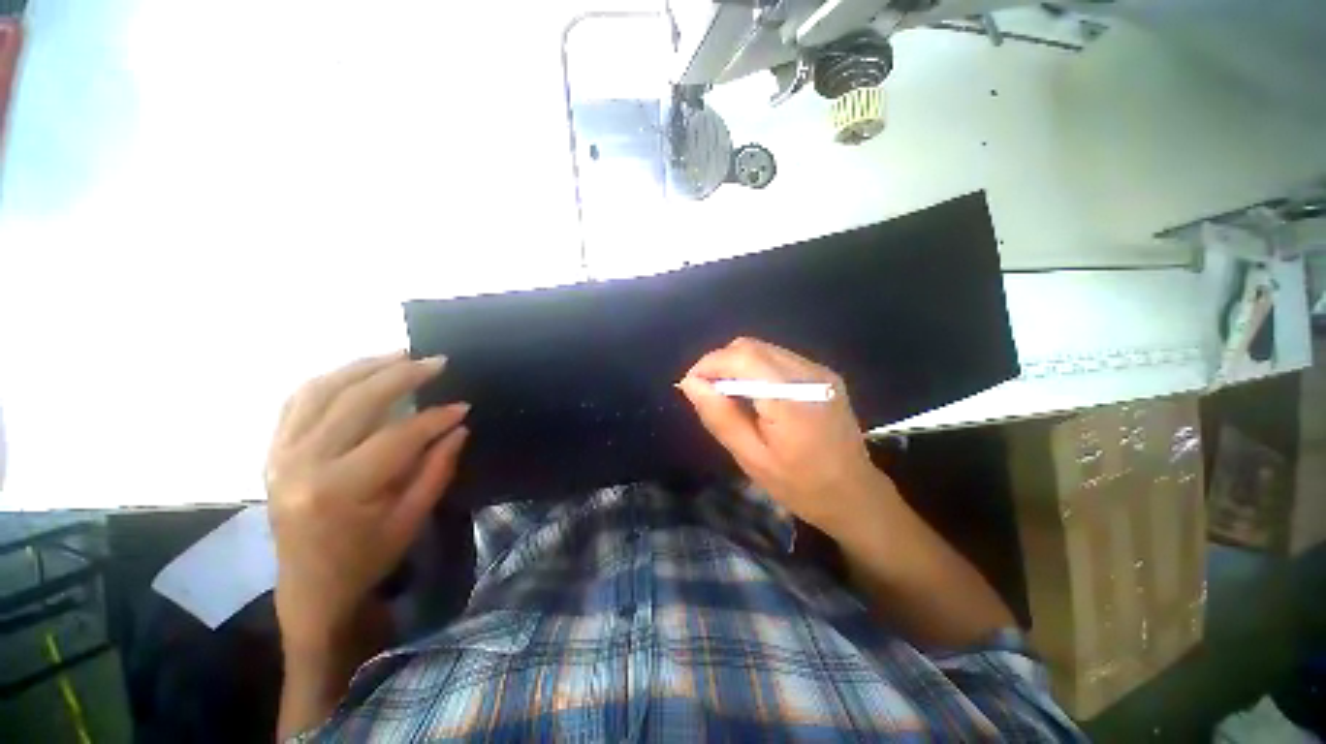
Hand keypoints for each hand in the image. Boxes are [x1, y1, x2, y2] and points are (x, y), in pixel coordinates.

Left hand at [265, 352, 469, 651]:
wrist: (308, 589)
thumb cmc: (366, 559)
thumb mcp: (411, 519)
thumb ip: (436, 468)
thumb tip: (458, 427)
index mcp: (340, 491)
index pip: (396, 437)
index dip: (435, 418)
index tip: (463, 406)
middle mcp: (302, 465)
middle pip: (356, 402)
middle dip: (402, 376)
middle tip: (436, 362)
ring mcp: (280, 455)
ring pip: (321, 391)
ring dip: (364, 367)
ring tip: (401, 355)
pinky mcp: (273, 452)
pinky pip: (298, 401)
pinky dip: (331, 380)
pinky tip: (358, 372)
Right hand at [677, 338, 893, 532]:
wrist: (854, 495)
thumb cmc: (800, 485)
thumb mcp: (751, 458)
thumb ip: (720, 416)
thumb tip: (690, 383)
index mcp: (791, 399)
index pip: (741, 357)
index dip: (709, 363)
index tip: (691, 385)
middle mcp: (808, 374)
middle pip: (750, 347)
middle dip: (720, 363)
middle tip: (708, 393)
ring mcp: (819, 371)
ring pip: (763, 349)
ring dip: (737, 365)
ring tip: (728, 395)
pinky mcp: (823, 374)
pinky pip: (778, 358)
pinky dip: (756, 369)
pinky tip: (755, 395)